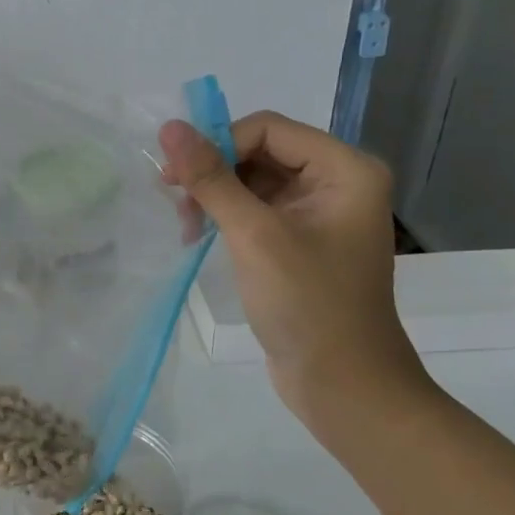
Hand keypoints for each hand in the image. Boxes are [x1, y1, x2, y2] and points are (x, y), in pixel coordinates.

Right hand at [160, 112, 430, 424]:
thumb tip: (170, 127)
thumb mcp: (254, 235)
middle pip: (259, 150)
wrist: (343, 387)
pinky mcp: (300, 239)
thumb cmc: (308, 304)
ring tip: (185, 225)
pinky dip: (224, 215)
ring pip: (252, 179)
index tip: (177, 176)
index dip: (219, 144)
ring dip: (214, 194)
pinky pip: (255, 207)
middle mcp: (337, 182)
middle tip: (173, 199)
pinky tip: (197, 235)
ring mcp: (318, 212)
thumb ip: (211, 178)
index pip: (267, 129)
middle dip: (214, 171)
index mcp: (345, 170)